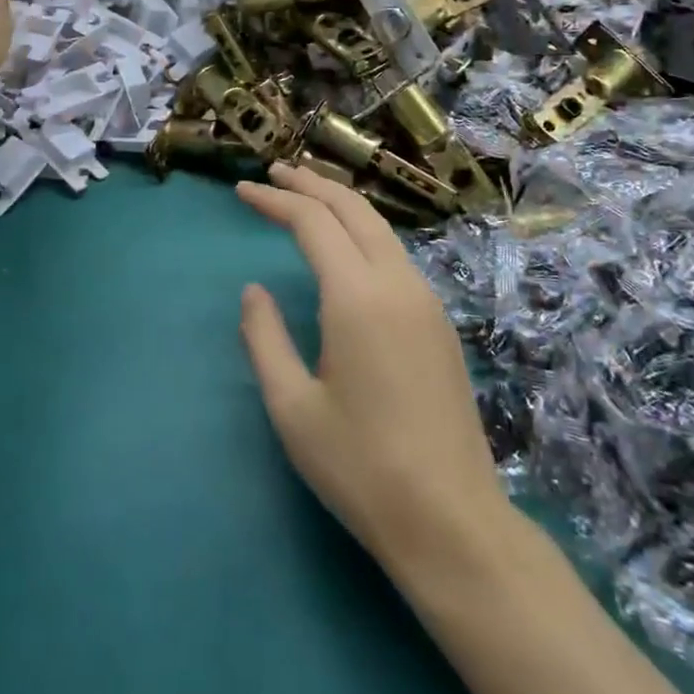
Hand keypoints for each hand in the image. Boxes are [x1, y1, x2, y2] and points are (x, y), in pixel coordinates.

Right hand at [236, 163, 511, 575]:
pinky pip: (397, 258)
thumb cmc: (360, 466)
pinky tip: (346, 251)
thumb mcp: (292, 407)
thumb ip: (265, 338)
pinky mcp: (440, 324)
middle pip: (354, 210)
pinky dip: (364, 235)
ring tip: (306, 201)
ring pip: (381, 230)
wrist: (451, 519)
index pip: (313, 222)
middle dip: (312, 184)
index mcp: (358, 297)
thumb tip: (254, 290)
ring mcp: (427, 302)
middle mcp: (398, 285)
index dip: (275, 200)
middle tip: (275, 174)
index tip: (243, 192)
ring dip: (341, 206)